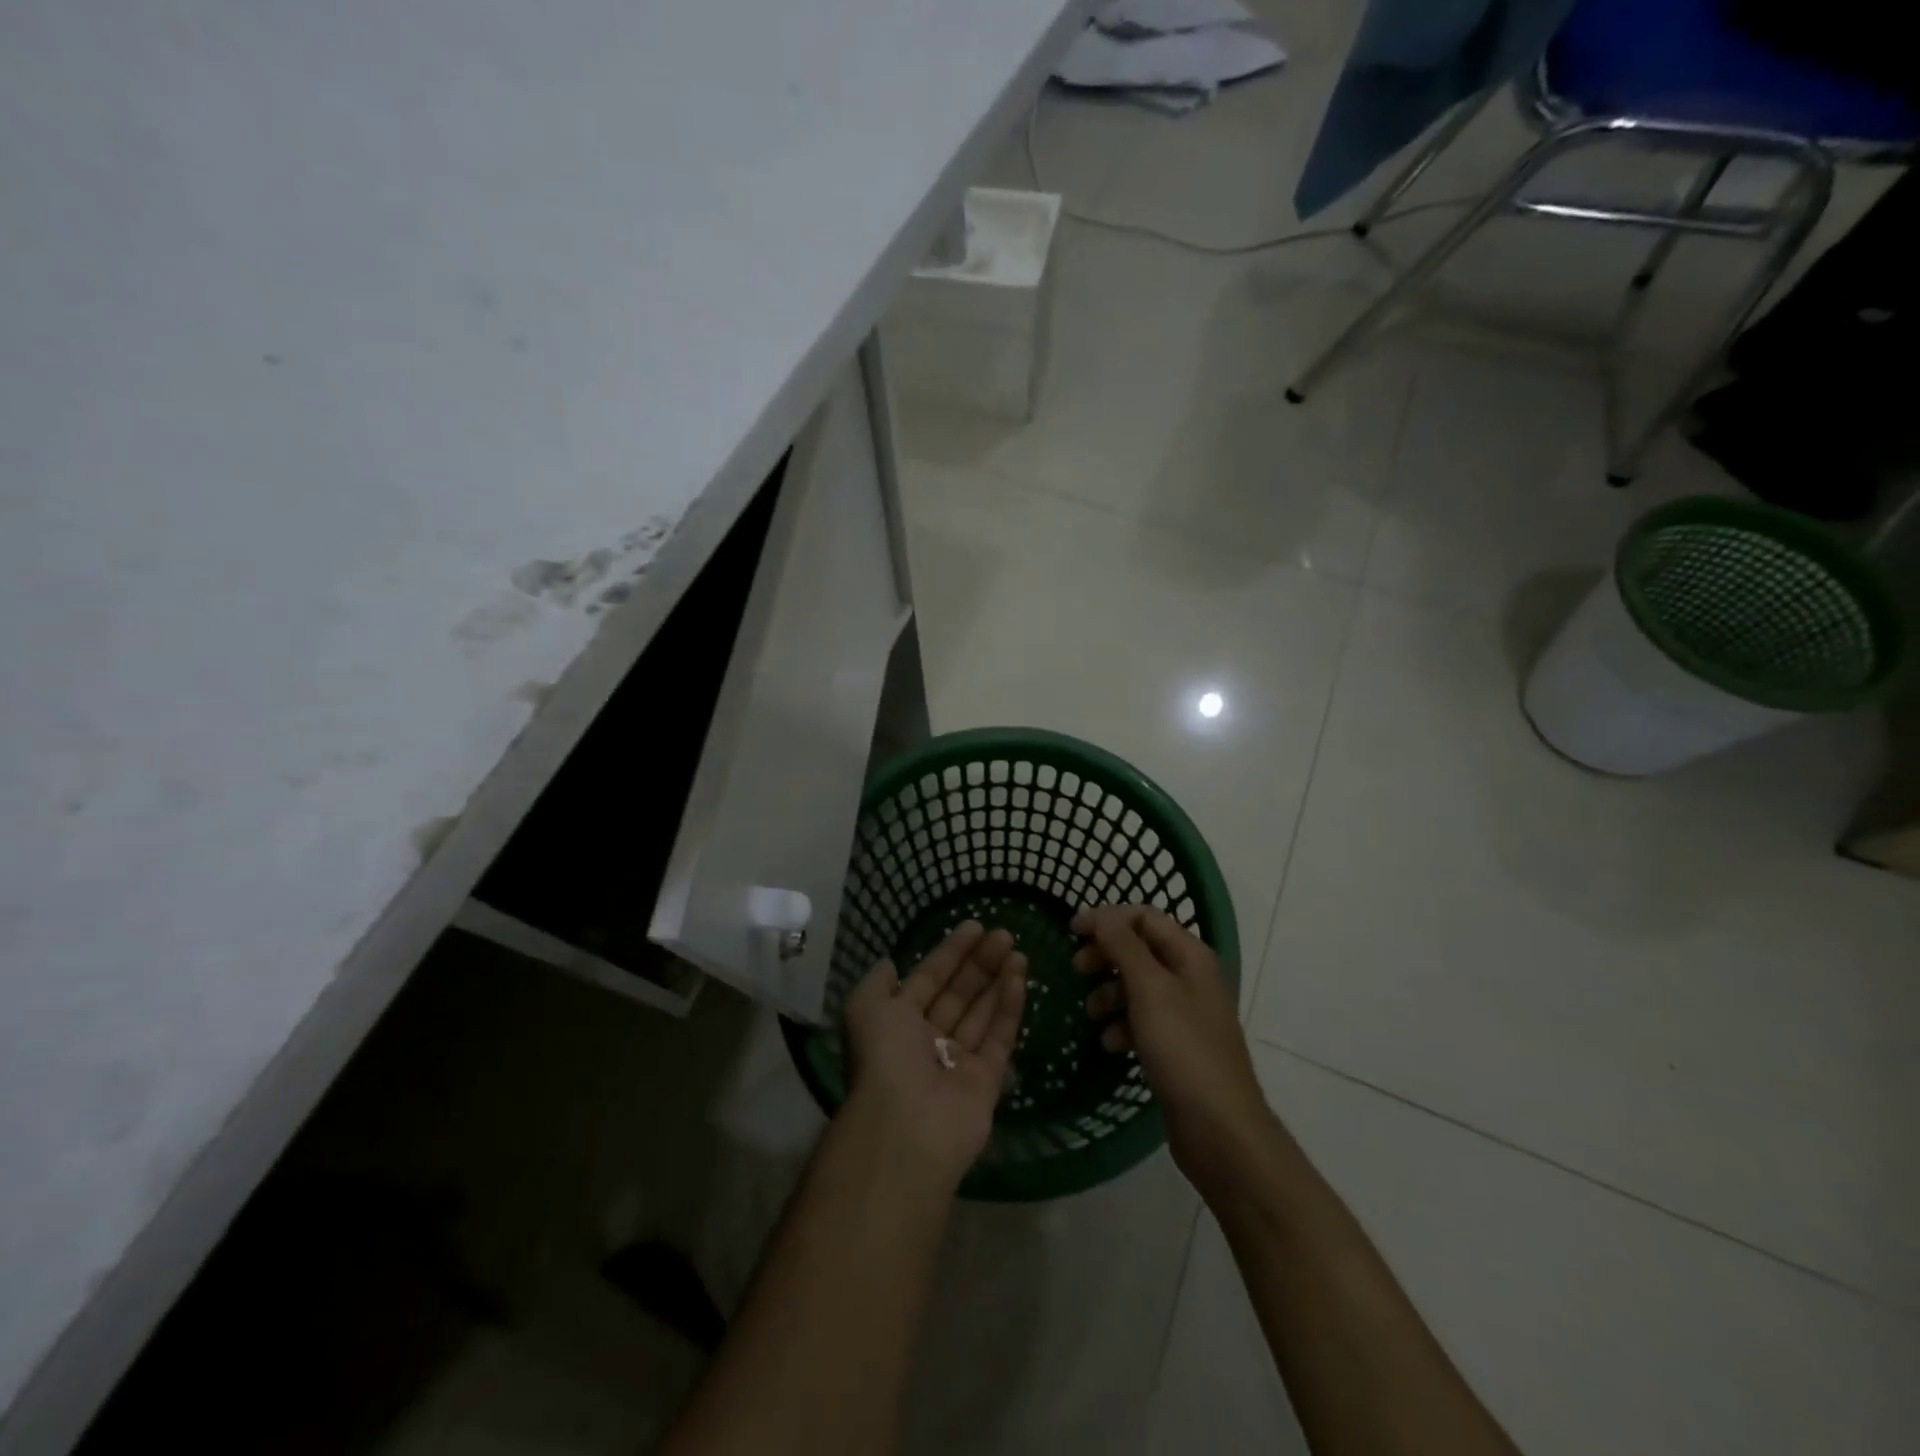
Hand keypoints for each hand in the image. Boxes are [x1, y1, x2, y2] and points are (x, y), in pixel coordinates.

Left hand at [842, 921, 1026, 1191]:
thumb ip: (877, 983)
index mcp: (898, 1022)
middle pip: (959, 992)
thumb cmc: (884, 1058)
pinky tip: (1020, 977)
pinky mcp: (987, 1080)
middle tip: (1004, 934)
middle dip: (979, 963)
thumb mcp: (865, 1008)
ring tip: (1018, 950)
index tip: (975, 926)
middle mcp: (929, 1039)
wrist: (906, 1127)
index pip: (929, 978)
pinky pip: (1000, 1036)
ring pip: (982, 1011)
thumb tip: (889, 964)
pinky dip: (1010, 1006)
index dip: (950, 952)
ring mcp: (959, 1060)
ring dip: (999, 980)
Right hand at [1073, 905, 1273, 1196]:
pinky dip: (1122, 1024)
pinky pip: (1142, 1020)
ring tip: (1091, 1014)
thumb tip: (1101, 915)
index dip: (1107, 919)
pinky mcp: (1177, 1046)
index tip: (1071, 932)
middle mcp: (1190, 978)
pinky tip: (1110, 1044)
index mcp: (1191, 956)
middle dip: (1105, 956)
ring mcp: (1185, 1013)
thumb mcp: (1149, 989)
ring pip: (1137, 986)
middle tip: (1076, 969)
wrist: (1220, 1129)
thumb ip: (1123, 946)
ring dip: (1109, 993)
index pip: (1144, 917)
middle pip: (1139, 949)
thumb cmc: (1183, 1049)